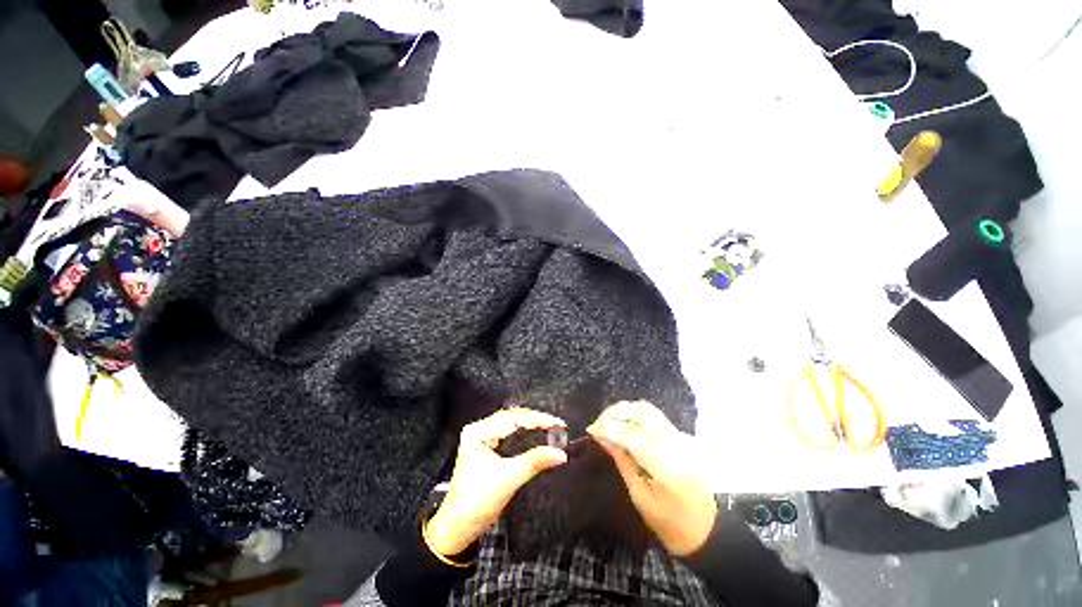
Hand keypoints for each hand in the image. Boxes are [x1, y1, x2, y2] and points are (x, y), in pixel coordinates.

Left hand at [426, 408, 567, 556]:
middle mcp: (479, 428)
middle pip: (512, 416)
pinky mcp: (484, 445)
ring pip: (510, 422)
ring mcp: (480, 436)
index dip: (538, 419)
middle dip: (535, 419)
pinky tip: (535, 433)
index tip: (559, 423)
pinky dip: (523, 431)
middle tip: (557, 425)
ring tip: (550, 426)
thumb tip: (561, 453)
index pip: (514, 418)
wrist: (457, 527)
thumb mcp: (508, 480)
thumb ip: (534, 462)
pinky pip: (508, 431)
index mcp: (479, 432)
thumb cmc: (478, 502)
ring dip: (530, 424)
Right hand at [587, 400, 717, 555]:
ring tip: (609, 424)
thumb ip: (623, 462)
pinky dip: (635, 417)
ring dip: (625, 412)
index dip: (608, 427)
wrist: (710, 530)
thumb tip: (604, 437)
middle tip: (600, 424)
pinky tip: (624, 428)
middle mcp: (674, 442)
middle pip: (641, 411)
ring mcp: (679, 437)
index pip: (631, 434)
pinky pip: (654, 417)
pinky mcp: (680, 437)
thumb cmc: (672, 524)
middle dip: (616, 413)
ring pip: (648, 410)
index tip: (591, 430)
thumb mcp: (641, 498)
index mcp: (665, 463)